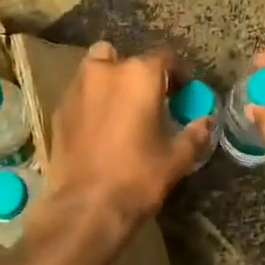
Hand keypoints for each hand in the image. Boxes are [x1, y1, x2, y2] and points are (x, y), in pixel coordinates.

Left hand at [43, 42, 211, 230]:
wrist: (86, 207)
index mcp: (139, 75)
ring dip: (110, 81)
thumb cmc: (138, 176)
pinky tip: (98, 127)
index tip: (182, 92)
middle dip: (137, 72)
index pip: (165, 58)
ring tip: (120, 109)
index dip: (177, 74)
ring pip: (96, 69)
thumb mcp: (177, 158)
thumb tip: (206, 121)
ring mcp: (77, 88)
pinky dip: (91, 101)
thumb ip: (195, 133)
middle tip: (147, 98)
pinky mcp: (58, 110)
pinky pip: (80, 94)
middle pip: (124, 57)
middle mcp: (105, 71)